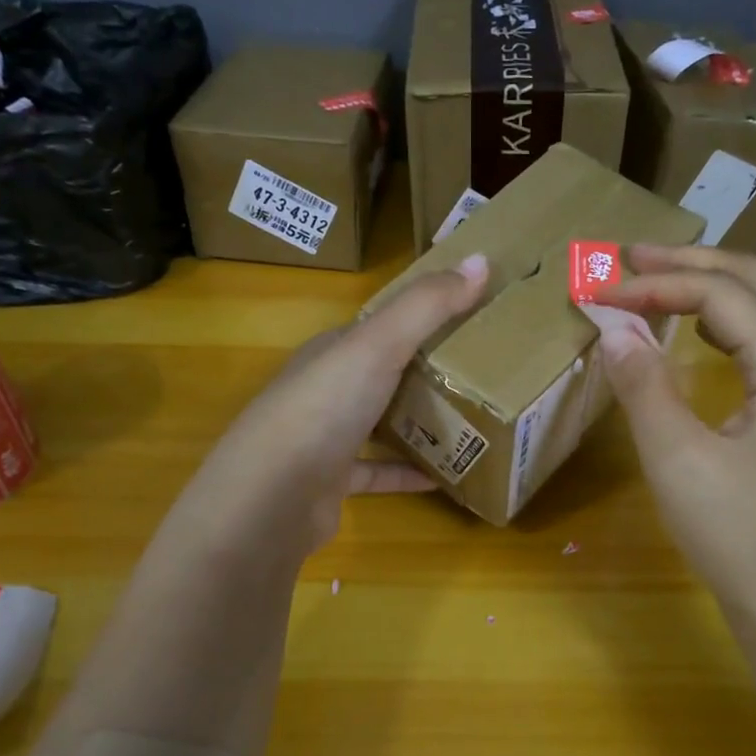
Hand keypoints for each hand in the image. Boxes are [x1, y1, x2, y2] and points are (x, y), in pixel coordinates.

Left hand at [158, 253, 489, 565]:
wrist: (272, 496)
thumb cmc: (324, 407)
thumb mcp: (378, 345)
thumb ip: (427, 306)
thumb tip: (480, 259)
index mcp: (333, 351)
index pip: (380, 326)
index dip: (422, 317)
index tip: (471, 316)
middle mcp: (326, 390)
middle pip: (383, 375)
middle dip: (426, 373)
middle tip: (483, 374)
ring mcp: (325, 439)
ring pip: (380, 424)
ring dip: (418, 425)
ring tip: (471, 424)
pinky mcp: (332, 483)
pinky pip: (377, 473)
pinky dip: (406, 473)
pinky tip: (443, 478)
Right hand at [596, 245, 755, 647]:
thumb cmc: (742, 538)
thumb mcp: (679, 460)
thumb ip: (644, 386)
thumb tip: (613, 328)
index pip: (719, 295)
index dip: (655, 284)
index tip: (597, 291)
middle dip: (692, 262)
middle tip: (630, 257)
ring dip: (715, 286)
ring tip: (660, 282)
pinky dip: (729, 323)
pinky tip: (699, 337)